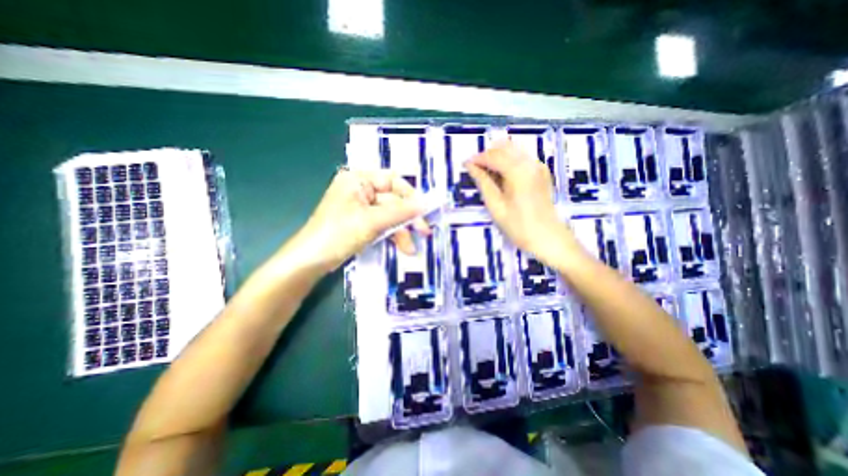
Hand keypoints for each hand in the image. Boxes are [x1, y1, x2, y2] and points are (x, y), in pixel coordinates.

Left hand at [292, 169, 431, 272]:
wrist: (312, 261)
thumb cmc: (338, 234)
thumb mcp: (372, 221)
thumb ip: (400, 211)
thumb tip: (425, 204)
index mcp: (358, 179)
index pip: (392, 180)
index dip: (410, 195)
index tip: (424, 211)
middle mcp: (360, 189)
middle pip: (393, 200)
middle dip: (407, 219)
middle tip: (423, 232)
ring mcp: (361, 207)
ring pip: (390, 215)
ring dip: (401, 231)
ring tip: (410, 249)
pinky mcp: (362, 222)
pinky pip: (383, 224)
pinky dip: (392, 235)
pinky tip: (401, 247)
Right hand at [463, 141, 576, 264]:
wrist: (548, 238)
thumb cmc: (519, 226)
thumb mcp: (496, 206)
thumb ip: (483, 183)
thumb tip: (471, 166)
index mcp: (518, 171)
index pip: (493, 156)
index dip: (477, 159)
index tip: (465, 165)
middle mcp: (530, 163)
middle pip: (504, 148)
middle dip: (487, 155)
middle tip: (475, 170)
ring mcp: (538, 166)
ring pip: (513, 150)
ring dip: (497, 157)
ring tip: (486, 173)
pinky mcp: (541, 172)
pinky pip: (521, 158)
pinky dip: (508, 161)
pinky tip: (501, 176)